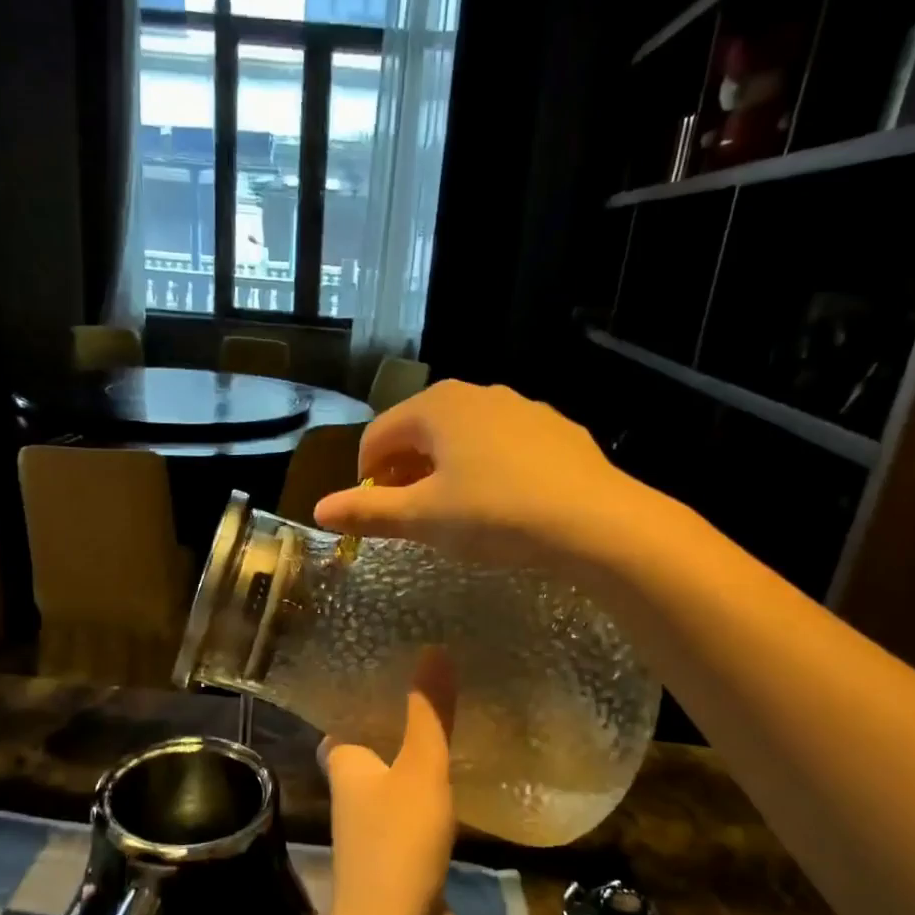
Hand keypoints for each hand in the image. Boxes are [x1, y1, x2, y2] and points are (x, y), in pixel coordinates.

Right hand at [313, 380, 627, 570]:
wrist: (594, 521)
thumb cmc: (495, 514)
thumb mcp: (424, 519)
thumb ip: (368, 512)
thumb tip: (319, 511)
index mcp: (436, 406)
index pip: (378, 435)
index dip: (366, 476)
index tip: (375, 514)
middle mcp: (477, 393)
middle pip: (420, 431)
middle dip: (405, 472)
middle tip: (411, 516)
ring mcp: (522, 407)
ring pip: (463, 437)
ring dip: (445, 470)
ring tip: (455, 513)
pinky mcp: (555, 430)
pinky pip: (503, 446)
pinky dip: (487, 469)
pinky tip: (503, 504)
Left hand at [320, 648, 460, 914]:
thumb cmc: (397, 842)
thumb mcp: (419, 768)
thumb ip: (429, 713)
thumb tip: (433, 649)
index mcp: (346, 766)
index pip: (343, 722)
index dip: (359, 697)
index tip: (388, 669)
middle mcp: (354, 795)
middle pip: (372, 750)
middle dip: (396, 725)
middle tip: (434, 690)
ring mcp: (377, 830)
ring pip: (397, 783)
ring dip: (418, 761)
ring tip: (455, 724)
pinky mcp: (403, 858)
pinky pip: (418, 814)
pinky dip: (435, 796)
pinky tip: (464, 781)